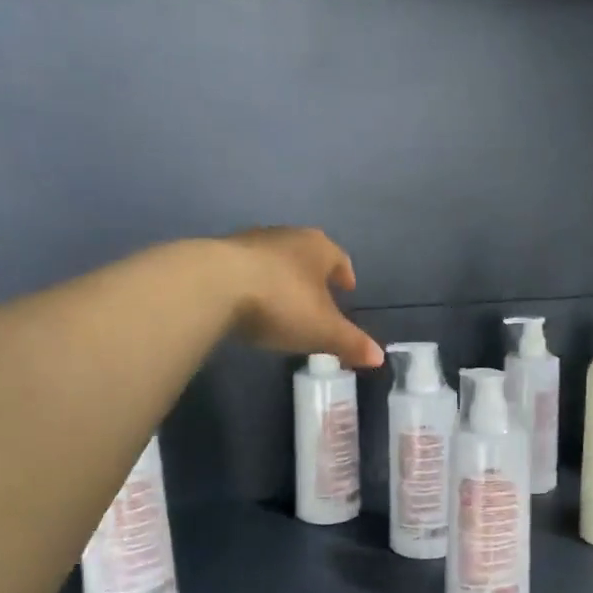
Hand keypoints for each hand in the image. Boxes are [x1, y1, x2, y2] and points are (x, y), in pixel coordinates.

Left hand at [223, 227, 382, 367]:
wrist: (213, 285)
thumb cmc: (281, 303)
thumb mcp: (323, 330)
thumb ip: (351, 343)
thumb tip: (380, 357)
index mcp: (318, 247)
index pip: (339, 258)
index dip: (345, 275)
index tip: (347, 289)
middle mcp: (287, 235)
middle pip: (306, 254)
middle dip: (313, 275)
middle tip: (318, 298)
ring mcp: (250, 241)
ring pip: (275, 259)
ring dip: (282, 277)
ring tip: (284, 302)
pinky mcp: (219, 253)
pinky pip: (246, 268)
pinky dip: (254, 282)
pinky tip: (250, 303)